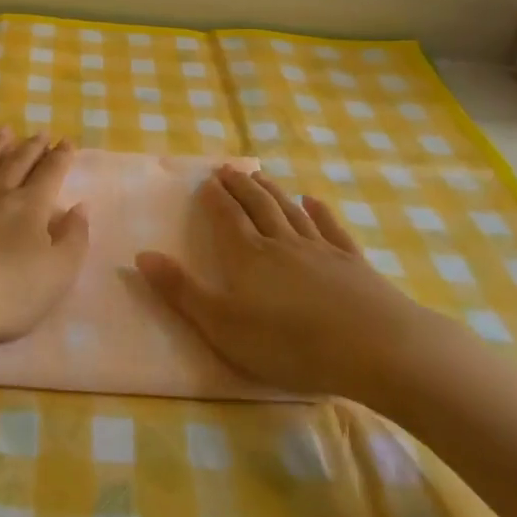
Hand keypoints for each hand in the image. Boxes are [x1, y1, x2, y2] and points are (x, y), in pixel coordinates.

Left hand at [0, 129, 88, 380]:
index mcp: (31, 206)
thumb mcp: (58, 273)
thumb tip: (81, 207)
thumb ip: (74, 238)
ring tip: (5, 130)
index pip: (50, 174)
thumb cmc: (7, 292)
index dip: (61, 157)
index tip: (67, 141)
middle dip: (32, 146)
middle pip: (18, 162)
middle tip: (41, 132)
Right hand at [137, 165, 446, 404]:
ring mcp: (320, 250)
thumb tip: (142, 255)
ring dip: (273, 191)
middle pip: (258, 206)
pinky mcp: (353, 263)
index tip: (208, 179)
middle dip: (241, 187)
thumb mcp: (223, 325)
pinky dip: (320, 212)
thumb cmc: (289, 343)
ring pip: (290, 211)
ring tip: (260, 176)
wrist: (374, 347)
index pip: (227, 218)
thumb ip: (182, 291)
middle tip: (229, 169)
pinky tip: (314, 201)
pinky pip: (331, 229)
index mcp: (248, 257)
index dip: (215, 199)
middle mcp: (281, 243)